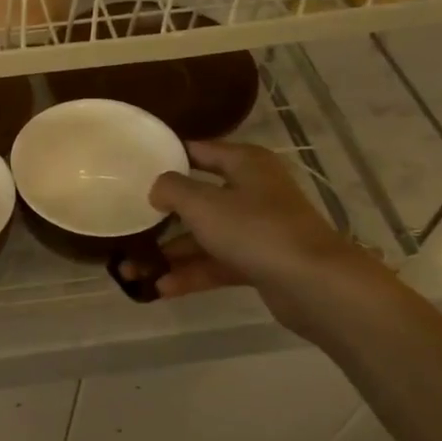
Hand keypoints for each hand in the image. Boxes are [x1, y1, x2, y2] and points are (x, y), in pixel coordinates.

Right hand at [140, 140, 385, 334]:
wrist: (313, 283)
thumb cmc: (255, 229)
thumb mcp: (202, 203)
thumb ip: (171, 189)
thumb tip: (157, 188)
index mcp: (245, 164)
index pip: (200, 151)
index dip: (168, 157)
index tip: (135, 168)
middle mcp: (253, 191)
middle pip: (198, 199)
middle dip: (161, 217)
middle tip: (127, 225)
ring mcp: (258, 229)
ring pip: (204, 237)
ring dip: (170, 253)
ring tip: (131, 271)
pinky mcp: (260, 262)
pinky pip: (217, 264)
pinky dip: (191, 274)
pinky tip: (160, 289)